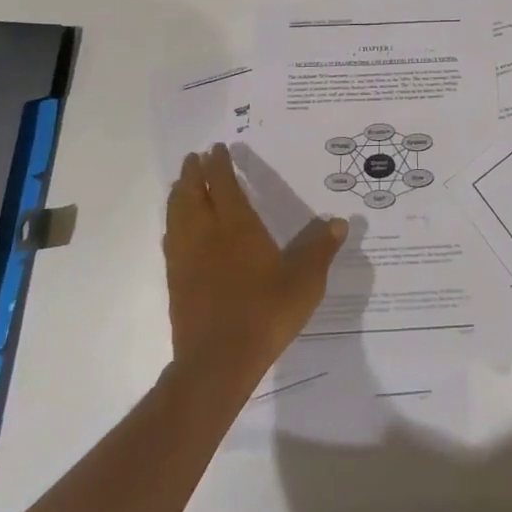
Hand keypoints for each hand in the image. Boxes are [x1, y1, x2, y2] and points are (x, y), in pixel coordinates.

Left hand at [164, 143, 348, 385]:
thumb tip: (340, 223)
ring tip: (181, 185)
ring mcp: (187, 259)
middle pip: (192, 194)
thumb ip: (320, 249)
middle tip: (193, 158)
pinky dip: (173, 225)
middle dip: (192, 174)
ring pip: (176, 215)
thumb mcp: (305, 281)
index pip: (224, 185)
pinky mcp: (176, 282)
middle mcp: (207, 235)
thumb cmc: (265, 312)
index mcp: (238, 227)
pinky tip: (175, 230)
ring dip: (178, 195)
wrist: (218, 362)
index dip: (219, 165)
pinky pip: (171, 241)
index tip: (216, 148)